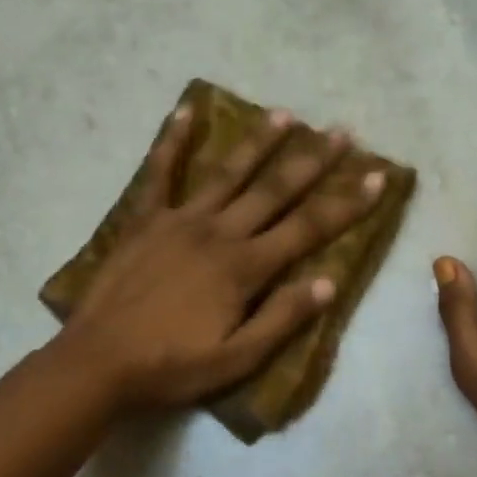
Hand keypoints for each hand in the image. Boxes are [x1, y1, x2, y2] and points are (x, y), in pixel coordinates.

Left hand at [62, 102, 387, 410]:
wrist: (98, 361)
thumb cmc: (171, 366)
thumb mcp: (236, 359)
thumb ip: (282, 319)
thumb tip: (328, 282)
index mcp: (244, 268)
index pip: (308, 229)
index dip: (346, 204)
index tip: (378, 177)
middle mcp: (218, 232)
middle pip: (275, 190)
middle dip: (312, 160)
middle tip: (341, 132)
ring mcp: (179, 220)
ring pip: (228, 173)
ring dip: (259, 142)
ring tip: (285, 114)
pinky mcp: (145, 220)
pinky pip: (159, 172)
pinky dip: (171, 140)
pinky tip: (185, 109)